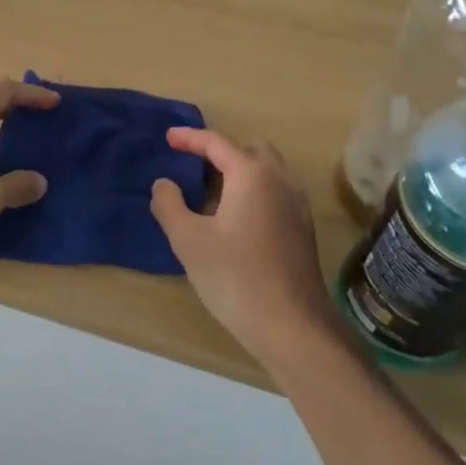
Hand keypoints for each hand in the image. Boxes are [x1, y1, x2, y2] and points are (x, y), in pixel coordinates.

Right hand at [149, 129, 338, 369]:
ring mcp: (297, 205)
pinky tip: (233, 218)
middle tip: (192, 164)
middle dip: (219, 151)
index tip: (168, 138)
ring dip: (238, 171)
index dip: (190, 138)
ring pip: (266, 171)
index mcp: (252, 174)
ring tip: (209, 191)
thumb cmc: (236, 278)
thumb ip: (169, 205)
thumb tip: (164, 183)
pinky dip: (252, 190)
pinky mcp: (302, 229)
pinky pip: (275, 192)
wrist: (292, 326)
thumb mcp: (189, 240)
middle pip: (249, 150)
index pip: (218, 143)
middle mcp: (280, 180)